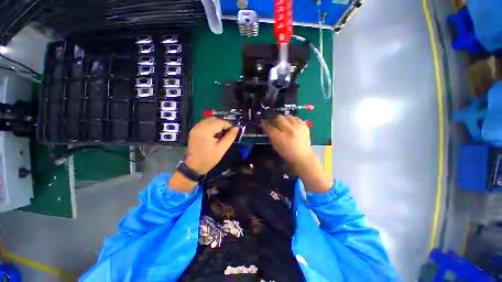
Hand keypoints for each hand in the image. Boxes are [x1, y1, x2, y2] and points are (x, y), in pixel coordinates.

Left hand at [185, 118, 238, 174]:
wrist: (193, 167)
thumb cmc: (208, 159)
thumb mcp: (221, 149)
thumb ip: (230, 137)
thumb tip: (237, 128)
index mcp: (205, 131)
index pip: (220, 122)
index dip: (228, 125)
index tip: (233, 131)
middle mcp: (199, 126)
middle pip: (214, 119)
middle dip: (223, 124)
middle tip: (228, 133)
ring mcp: (195, 128)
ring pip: (209, 120)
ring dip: (217, 124)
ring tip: (221, 134)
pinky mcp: (194, 130)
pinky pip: (205, 123)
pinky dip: (211, 126)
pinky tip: (214, 134)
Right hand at [262, 115, 332, 192]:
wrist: (303, 157)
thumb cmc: (287, 153)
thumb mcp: (276, 146)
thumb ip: (271, 135)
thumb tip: (268, 127)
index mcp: (281, 137)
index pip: (270, 127)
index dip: (265, 124)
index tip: (263, 122)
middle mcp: (289, 130)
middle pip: (279, 118)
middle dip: (275, 120)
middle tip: (275, 124)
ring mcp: (298, 127)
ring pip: (287, 116)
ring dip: (284, 119)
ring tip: (284, 124)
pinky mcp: (305, 126)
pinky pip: (296, 118)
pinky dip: (292, 120)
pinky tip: (292, 125)